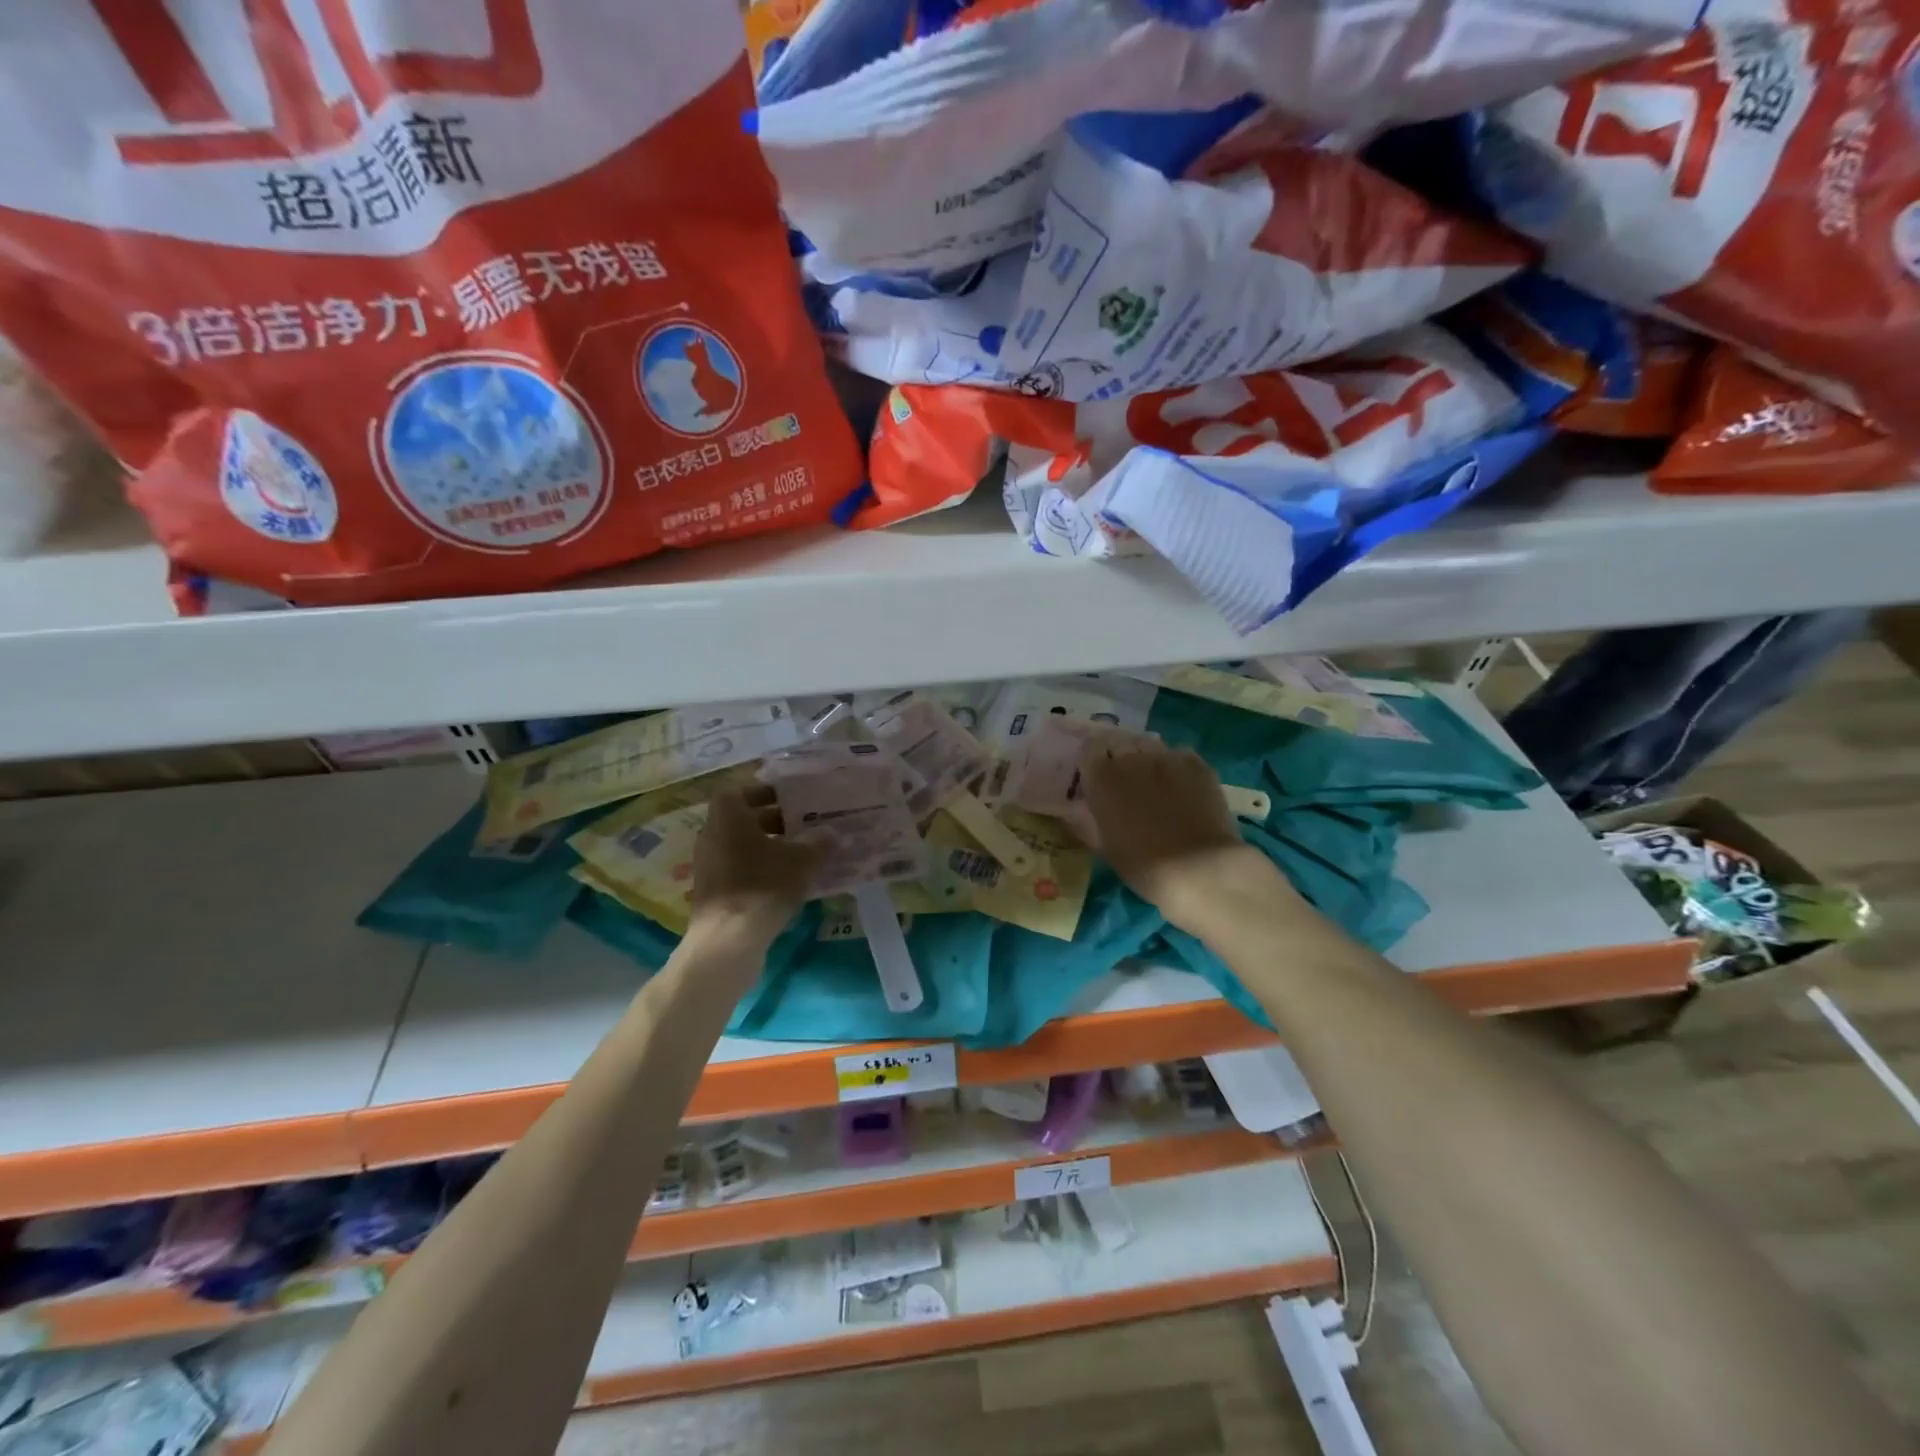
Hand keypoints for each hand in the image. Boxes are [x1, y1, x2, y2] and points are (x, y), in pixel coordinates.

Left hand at [688, 787, 820, 938]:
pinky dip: (760, 870)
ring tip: (801, 854)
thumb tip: (830, 833)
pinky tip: (787, 882)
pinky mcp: (713, 892)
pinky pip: (739, 870)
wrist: (728, 940)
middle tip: (803, 825)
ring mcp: (709, 866)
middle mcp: (712, 835)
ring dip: (768, 847)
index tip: (789, 798)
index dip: (764, 791)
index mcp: (727, 816)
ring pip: (742, 846)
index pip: (740, 791)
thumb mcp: (802, 860)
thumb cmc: (763, 886)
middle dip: (773, 820)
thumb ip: (818, 842)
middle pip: (743, 819)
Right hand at [1078, 738, 1279, 932]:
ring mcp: (1166, 757)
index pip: (1090, 748)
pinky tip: (1181, 787)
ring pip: (1149, 746)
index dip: (1093, 760)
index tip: (1096, 776)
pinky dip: (1174, 766)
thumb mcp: (1104, 846)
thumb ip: (1085, 821)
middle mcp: (1131, 758)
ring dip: (1145, 758)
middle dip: (1118, 756)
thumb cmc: (1143, 865)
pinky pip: (1178, 755)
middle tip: (1125, 780)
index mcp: (1102, 777)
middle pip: (1119, 742)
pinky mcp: (1196, 763)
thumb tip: (1071, 810)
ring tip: (1153, 781)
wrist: (1199, 869)